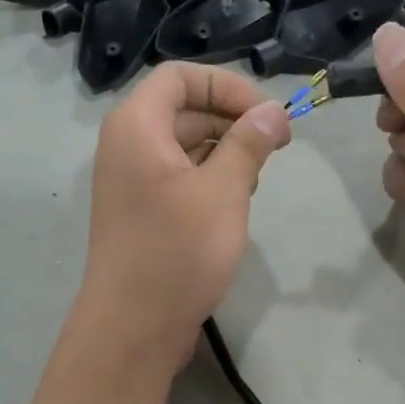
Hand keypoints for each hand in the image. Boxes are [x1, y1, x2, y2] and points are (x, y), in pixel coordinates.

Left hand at [78, 63, 290, 369]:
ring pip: (184, 146)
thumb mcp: (224, 191)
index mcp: (136, 126)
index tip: (268, 114)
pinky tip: (236, 203)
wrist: (133, 327)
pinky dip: (209, 178)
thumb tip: (273, 112)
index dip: (228, 85)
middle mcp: (126, 145)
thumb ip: (249, 143)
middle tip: (277, 146)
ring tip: (257, 178)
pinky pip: (177, 177)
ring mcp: (131, 182)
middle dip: (232, 120)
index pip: (181, 76)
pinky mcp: (141, 212)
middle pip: (183, 109)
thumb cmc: (178, 251)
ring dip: (225, 151)